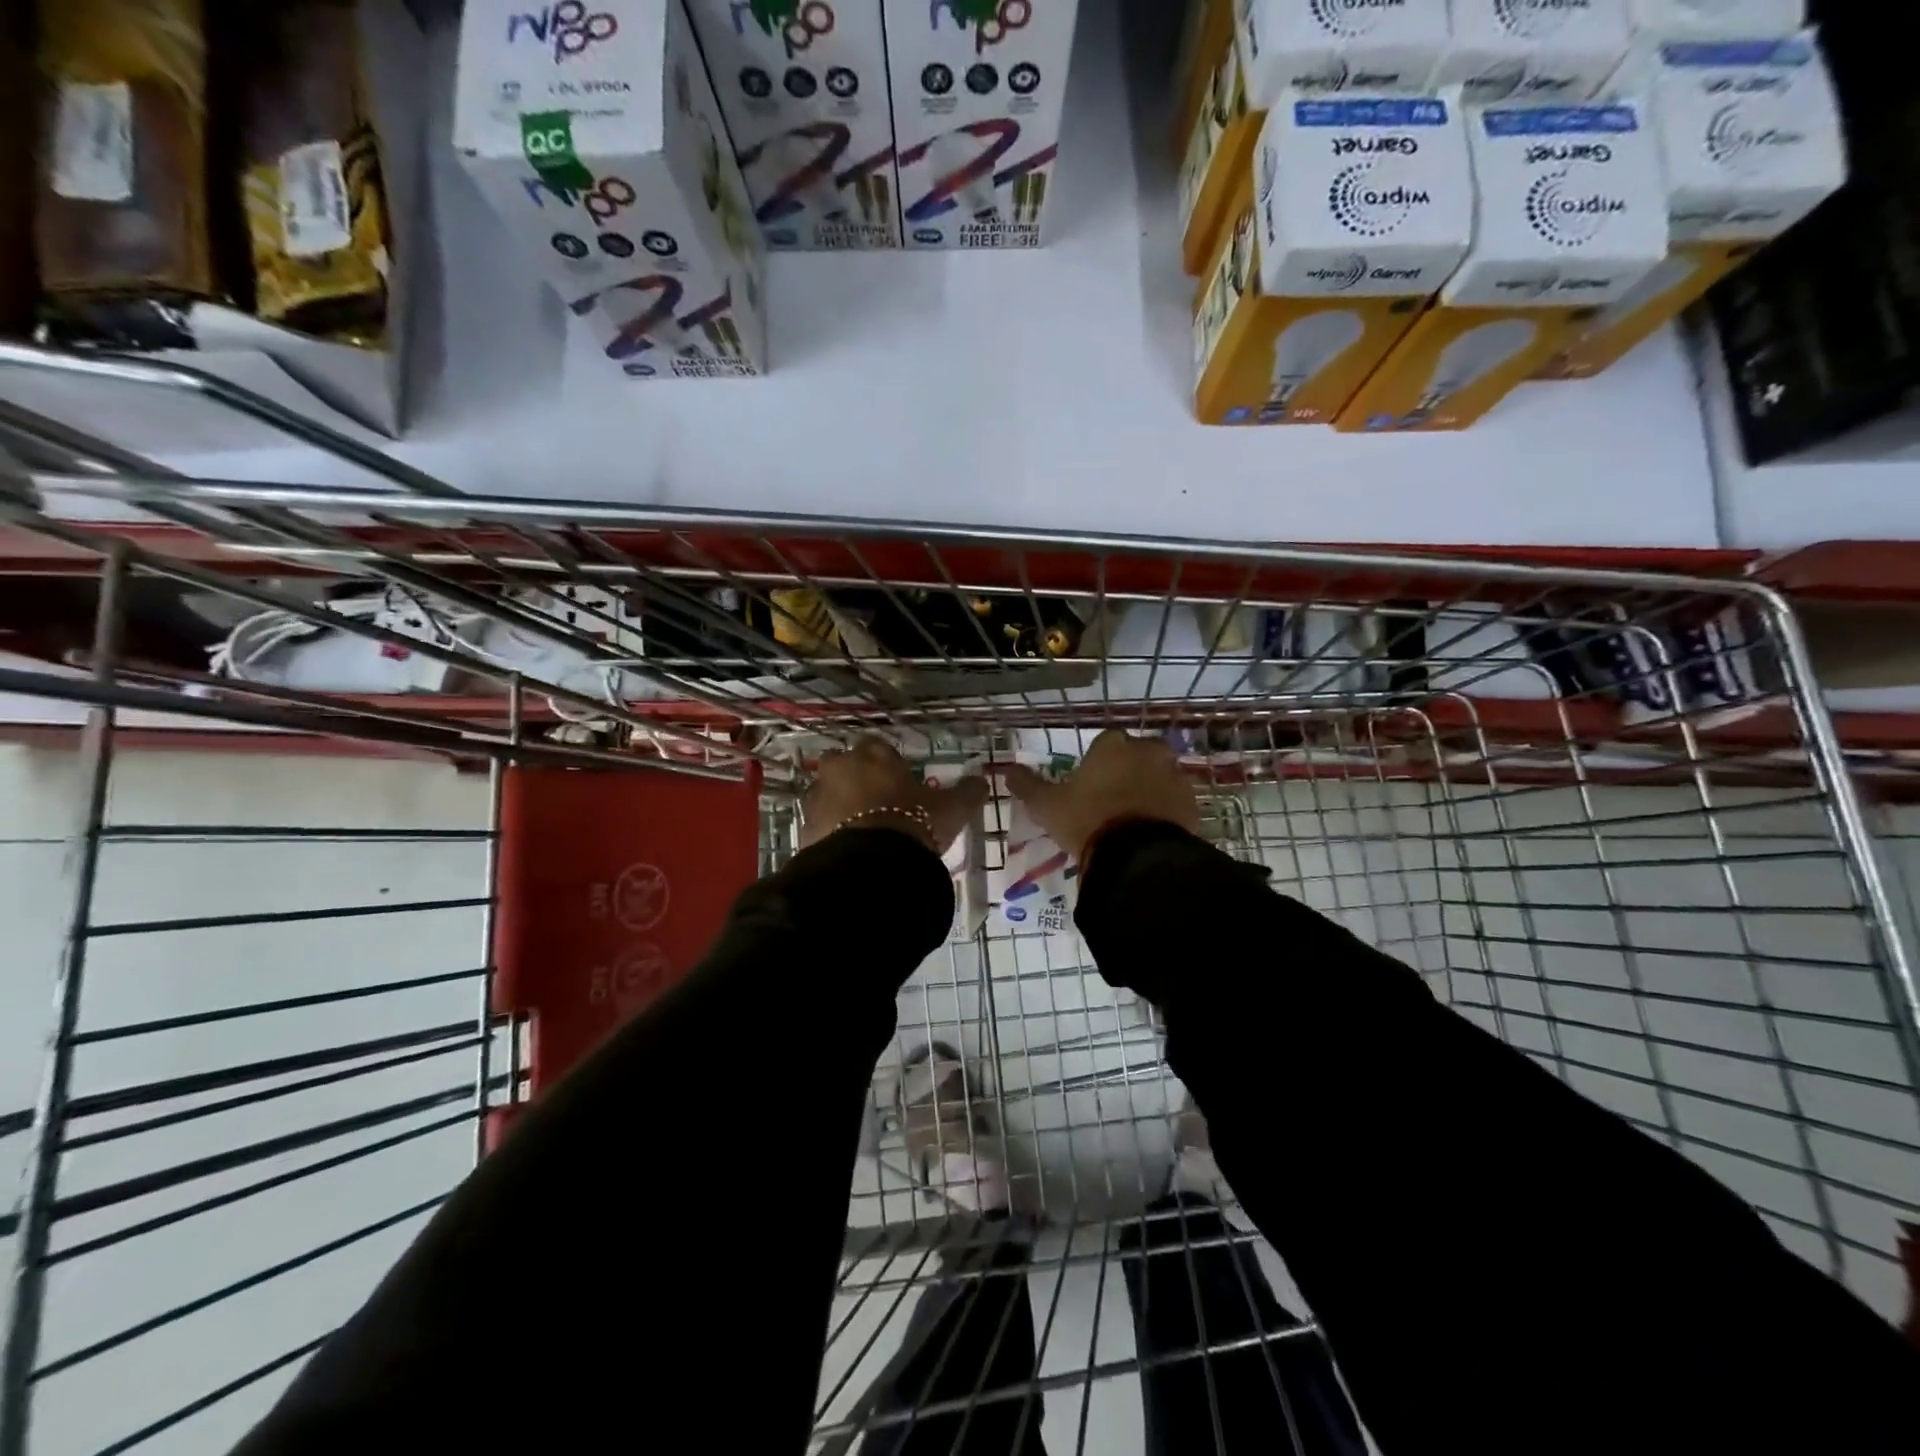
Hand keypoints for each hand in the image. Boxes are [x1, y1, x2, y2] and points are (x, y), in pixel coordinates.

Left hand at [801, 737, 988, 854]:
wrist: (870, 866)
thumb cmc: (913, 823)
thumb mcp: (951, 809)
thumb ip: (968, 792)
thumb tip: (982, 781)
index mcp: (873, 755)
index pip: (878, 746)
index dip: (888, 762)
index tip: (900, 781)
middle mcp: (840, 768)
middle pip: (843, 763)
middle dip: (855, 776)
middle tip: (876, 801)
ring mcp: (818, 797)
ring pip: (827, 792)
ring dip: (839, 804)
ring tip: (862, 828)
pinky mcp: (805, 828)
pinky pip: (819, 823)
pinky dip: (830, 831)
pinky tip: (849, 849)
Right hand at [1005, 728, 1200, 863]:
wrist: (1136, 855)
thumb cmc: (1086, 820)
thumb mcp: (1046, 806)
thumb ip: (1028, 785)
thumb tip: (1007, 770)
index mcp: (1112, 745)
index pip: (1105, 742)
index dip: (1097, 762)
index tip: (1089, 784)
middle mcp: (1146, 751)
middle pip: (1136, 755)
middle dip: (1127, 771)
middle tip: (1112, 800)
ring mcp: (1173, 775)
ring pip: (1159, 776)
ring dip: (1149, 789)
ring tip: (1133, 818)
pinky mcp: (1191, 802)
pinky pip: (1176, 801)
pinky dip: (1167, 810)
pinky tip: (1152, 831)